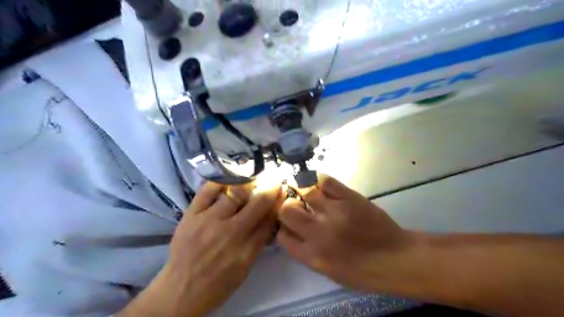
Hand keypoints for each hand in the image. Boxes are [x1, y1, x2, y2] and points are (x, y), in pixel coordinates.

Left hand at [159, 182, 281, 315]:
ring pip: (235, 192)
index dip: (278, 202)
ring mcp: (208, 221)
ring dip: (249, 183)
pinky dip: (221, 182)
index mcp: (246, 250)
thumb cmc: (218, 283)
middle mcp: (229, 233)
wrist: (181, 290)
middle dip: (270, 187)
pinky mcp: (190, 215)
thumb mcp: (246, 267)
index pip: (269, 219)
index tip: (282, 191)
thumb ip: (260, 240)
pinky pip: (208, 190)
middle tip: (273, 180)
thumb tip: (271, 214)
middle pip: (257, 202)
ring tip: (252, 180)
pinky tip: (229, 180)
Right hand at [276, 174, 415, 292]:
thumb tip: (293, 233)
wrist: (396, 259)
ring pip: (305, 191)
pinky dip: (319, 180)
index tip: (288, 224)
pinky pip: (327, 182)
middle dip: (287, 206)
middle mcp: (318, 233)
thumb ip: (307, 252)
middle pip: (287, 210)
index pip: (282, 236)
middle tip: (295, 204)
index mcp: (312, 255)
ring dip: (302, 190)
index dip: (282, 227)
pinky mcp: (350, 198)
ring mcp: (335, 212)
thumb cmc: (363, 271)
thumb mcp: (329, 271)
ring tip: (305, 190)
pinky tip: (319, 183)